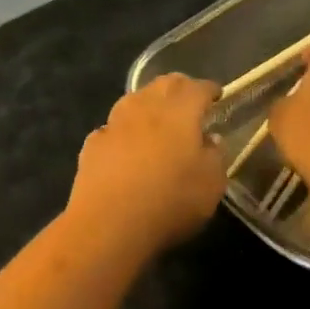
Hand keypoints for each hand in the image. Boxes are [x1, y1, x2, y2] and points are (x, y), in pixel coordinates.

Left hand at [66, 73, 224, 256]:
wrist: (108, 223)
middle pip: (163, 85)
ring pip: (134, 100)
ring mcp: (114, 123)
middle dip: (179, 88)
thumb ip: (215, 156)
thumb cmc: (170, 201)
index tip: (216, 95)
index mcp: (180, 111)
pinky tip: (126, 144)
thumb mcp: (211, 184)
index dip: (209, 89)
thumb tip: (210, 140)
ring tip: (157, 118)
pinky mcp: (92, 144)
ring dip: (148, 103)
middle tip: (189, 100)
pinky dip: (124, 130)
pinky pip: (112, 128)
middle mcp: (145, 107)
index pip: (197, 88)